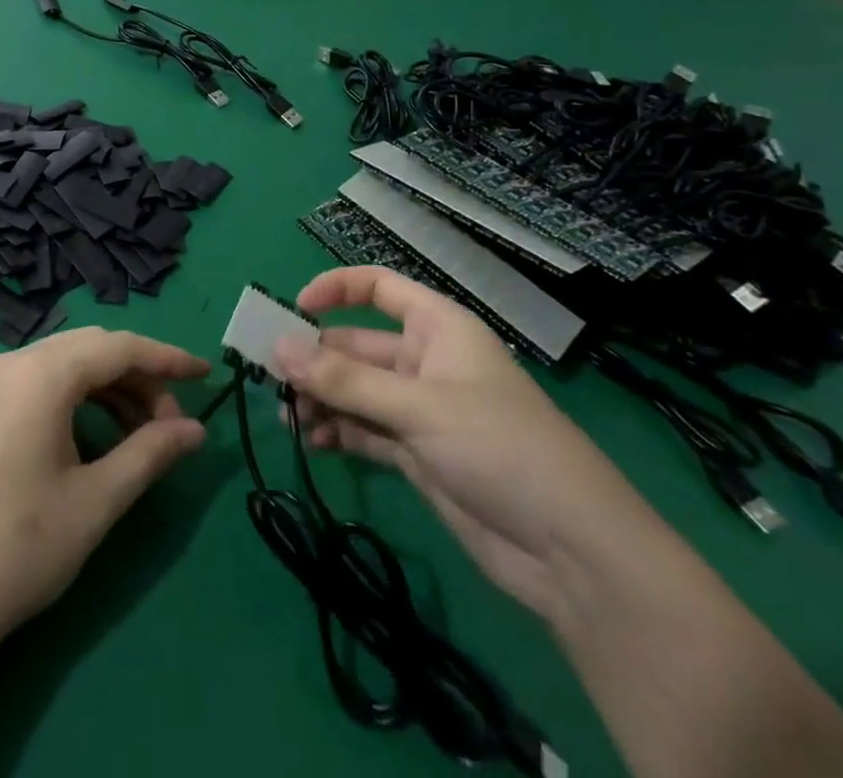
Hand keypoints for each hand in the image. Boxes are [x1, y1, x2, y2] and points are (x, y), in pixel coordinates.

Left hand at [0, 327, 209, 658]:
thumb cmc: (18, 548)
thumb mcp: (96, 501)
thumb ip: (150, 454)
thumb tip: (196, 431)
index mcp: (39, 374)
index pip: (117, 348)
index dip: (167, 358)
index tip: (206, 375)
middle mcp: (9, 363)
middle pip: (88, 351)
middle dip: (138, 377)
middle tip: (173, 422)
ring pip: (60, 366)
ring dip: (106, 390)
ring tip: (139, 436)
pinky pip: (34, 384)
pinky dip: (72, 400)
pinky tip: (90, 439)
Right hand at [278, 266, 660, 623]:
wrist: (573, 554)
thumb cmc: (499, 448)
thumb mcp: (417, 406)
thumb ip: (344, 379)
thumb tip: (277, 347)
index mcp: (438, 329)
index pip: (379, 288)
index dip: (336, 290)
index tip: (293, 309)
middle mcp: (425, 362)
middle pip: (356, 346)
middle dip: (314, 359)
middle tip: (269, 377)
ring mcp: (420, 411)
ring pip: (355, 391)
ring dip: (320, 399)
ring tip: (287, 416)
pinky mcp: (416, 455)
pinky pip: (363, 430)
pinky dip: (336, 432)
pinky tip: (311, 441)